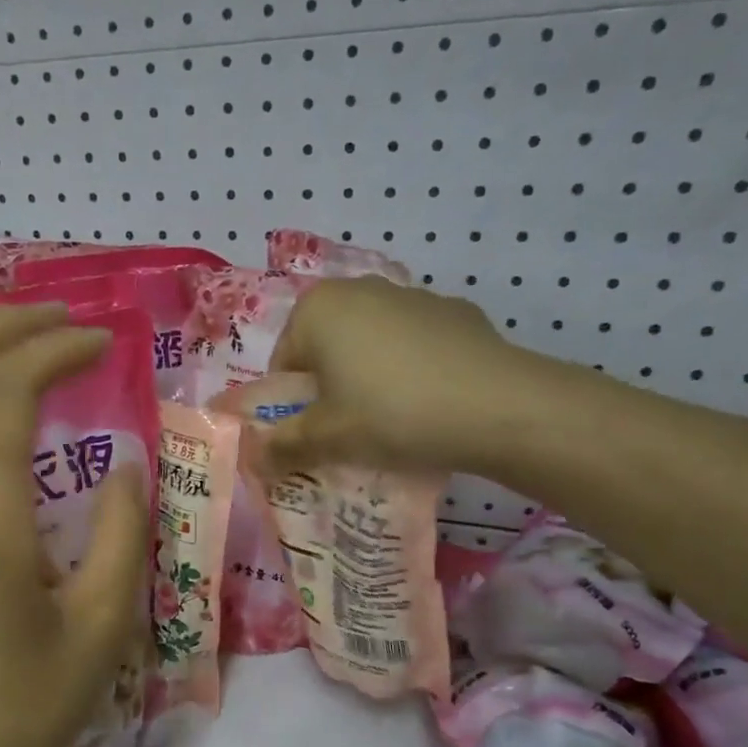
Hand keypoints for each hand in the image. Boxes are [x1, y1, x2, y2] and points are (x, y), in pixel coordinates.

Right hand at [259, 276, 533, 476]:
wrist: (496, 405)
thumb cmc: (390, 414)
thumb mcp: (328, 438)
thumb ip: (283, 446)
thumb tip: (252, 459)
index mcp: (317, 308)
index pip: (284, 364)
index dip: (294, 406)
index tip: (315, 436)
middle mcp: (360, 288)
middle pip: (326, 349)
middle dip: (331, 388)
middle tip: (349, 431)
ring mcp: (412, 295)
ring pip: (371, 344)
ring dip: (370, 377)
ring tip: (393, 420)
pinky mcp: (455, 311)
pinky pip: (414, 345)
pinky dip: (411, 369)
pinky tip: (431, 403)